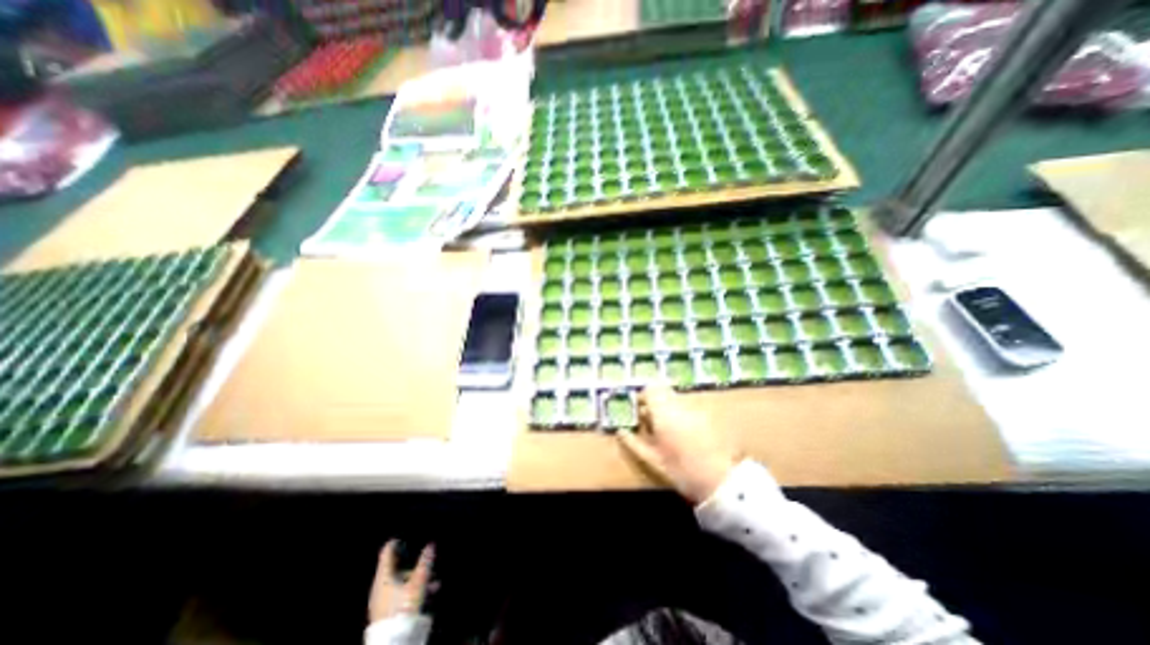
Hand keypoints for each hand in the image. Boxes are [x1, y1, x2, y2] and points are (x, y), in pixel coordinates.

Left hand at [368, 538, 435, 624]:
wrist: (392, 641)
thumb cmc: (402, 608)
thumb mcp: (418, 583)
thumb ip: (425, 563)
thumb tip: (430, 545)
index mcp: (384, 577)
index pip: (386, 554)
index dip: (394, 543)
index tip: (399, 538)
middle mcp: (379, 587)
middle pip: (396, 569)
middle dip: (413, 565)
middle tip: (426, 562)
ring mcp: (380, 601)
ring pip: (400, 583)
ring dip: (416, 580)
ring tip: (433, 583)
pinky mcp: (384, 612)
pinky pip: (399, 594)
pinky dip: (412, 590)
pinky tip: (426, 594)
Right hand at [620, 384, 735, 504]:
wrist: (719, 480)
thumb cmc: (680, 469)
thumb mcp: (652, 459)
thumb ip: (633, 443)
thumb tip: (620, 431)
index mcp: (663, 412)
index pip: (650, 389)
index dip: (642, 397)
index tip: (637, 409)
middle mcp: (679, 404)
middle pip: (662, 390)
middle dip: (653, 401)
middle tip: (649, 419)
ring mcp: (694, 408)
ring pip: (674, 398)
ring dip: (666, 407)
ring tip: (664, 429)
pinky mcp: (705, 415)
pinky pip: (686, 407)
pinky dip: (679, 413)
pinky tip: (681, 433)